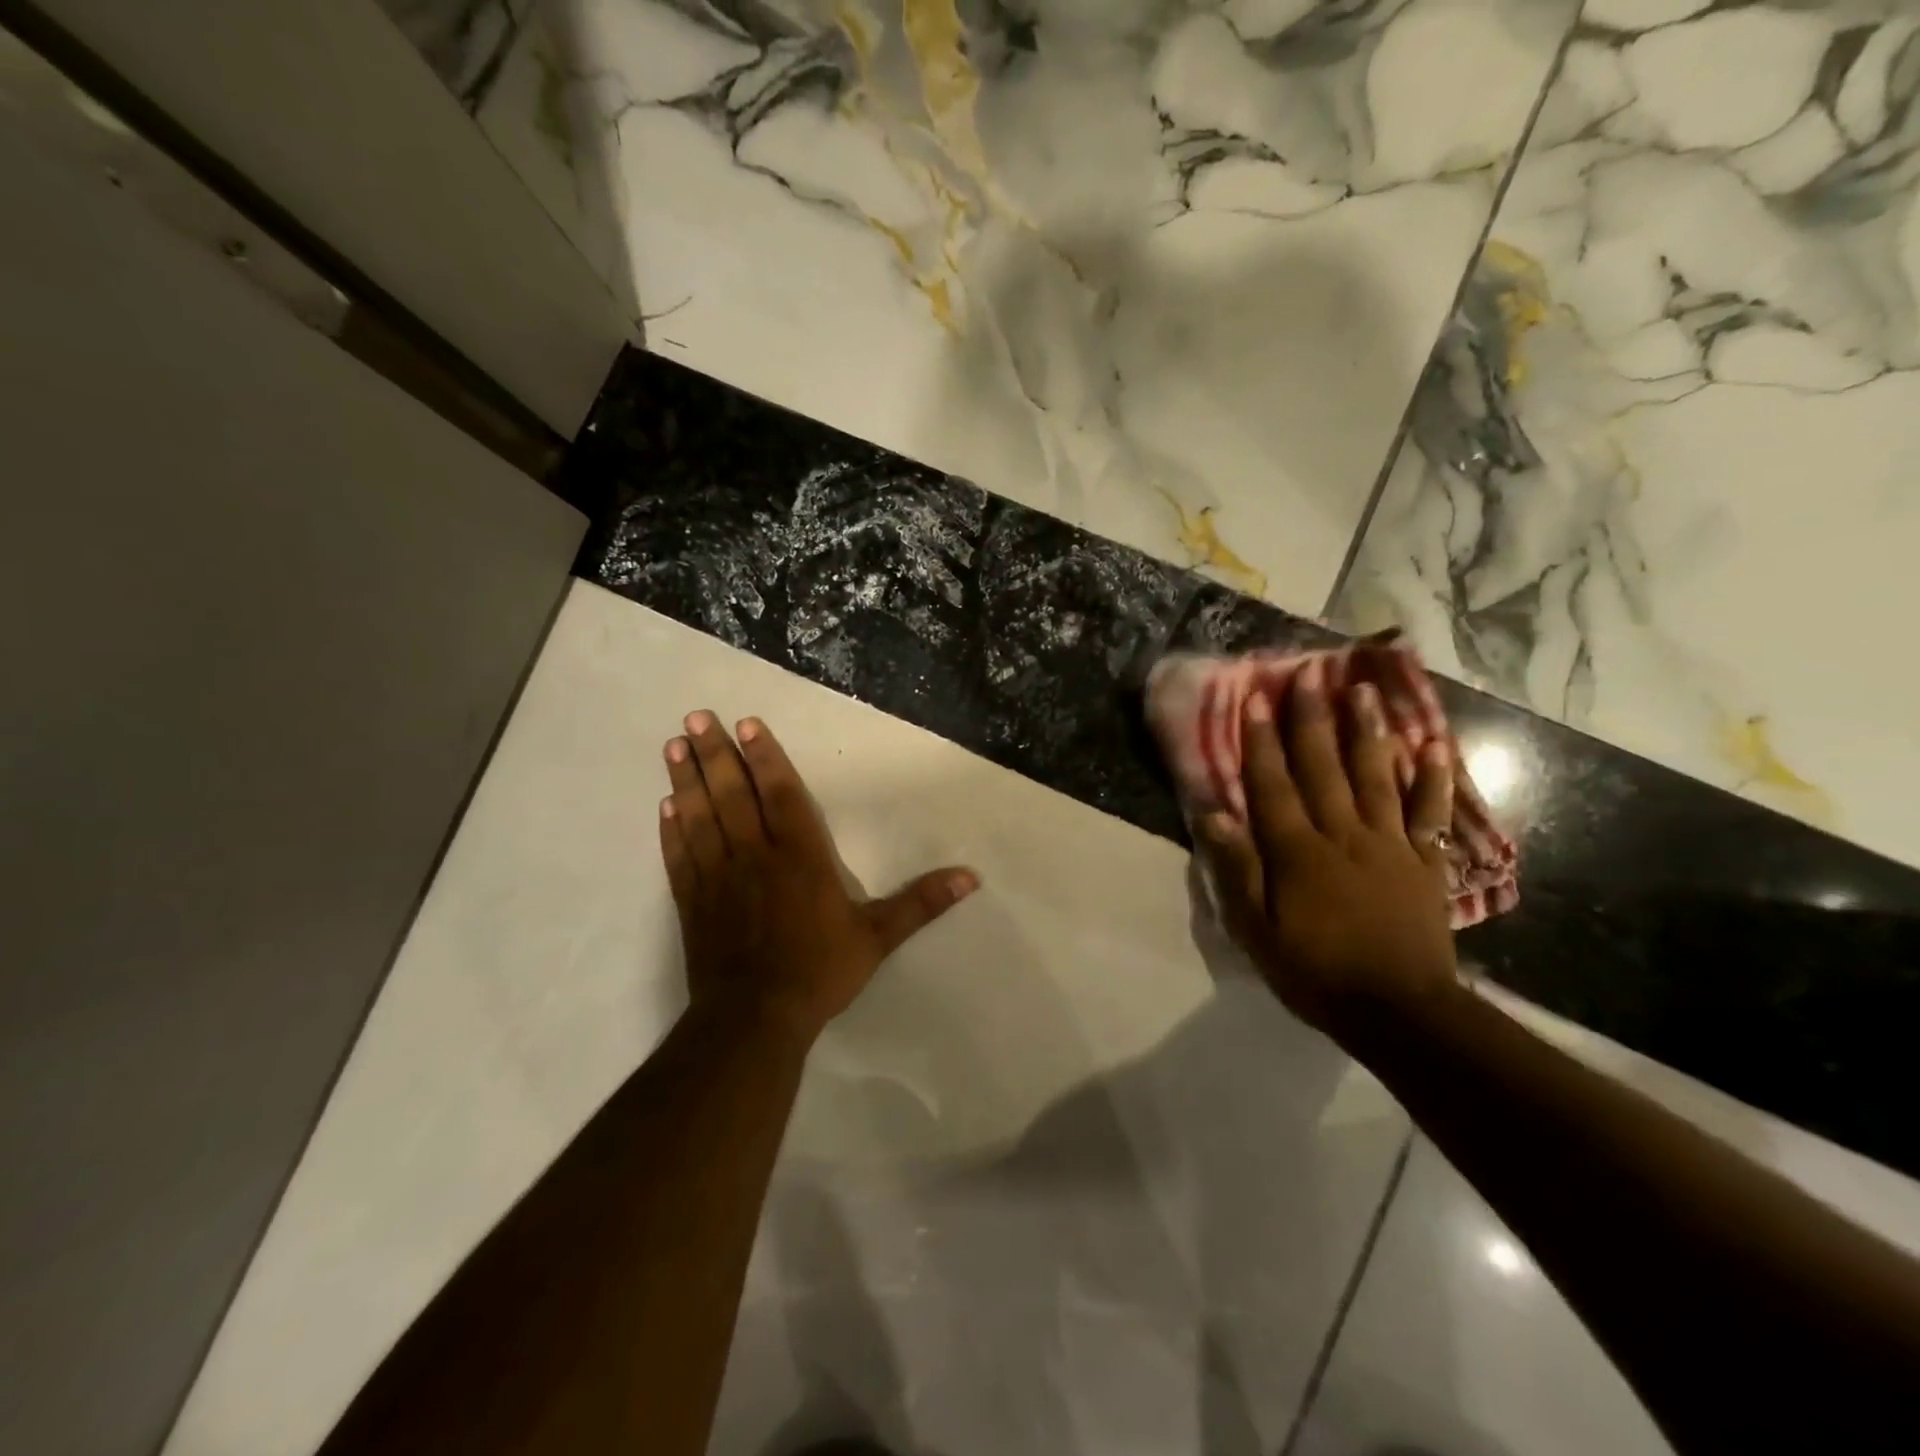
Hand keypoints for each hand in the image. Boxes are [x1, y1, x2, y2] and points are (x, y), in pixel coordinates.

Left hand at [660, 711, 979, 1041]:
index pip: (780, 795)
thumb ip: (921, 903)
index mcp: (799, 857)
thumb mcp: (877, 938)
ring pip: (700, 817)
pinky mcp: (692, 901)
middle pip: (732, 795)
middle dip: (716, 754)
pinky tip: (665, 804)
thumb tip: (971, 877)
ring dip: (686, 779)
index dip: (765, 758)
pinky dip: (671, 829)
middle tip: (696, 716)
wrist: (754, 1019)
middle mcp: (754, 856)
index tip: (747, 724)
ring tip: (673, 745)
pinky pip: (679, 855)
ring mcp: (717, 877)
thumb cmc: (818, 972)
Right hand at [1193, 660, 1460, 1045]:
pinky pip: (1430, 813)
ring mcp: (1389, 845)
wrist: (1400, 1012)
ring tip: (1364, 690)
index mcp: (1297, 852)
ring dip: (1368, 731)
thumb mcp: (1256, 930)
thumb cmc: (1316, 972)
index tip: (1258, 699)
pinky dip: (1433, 779)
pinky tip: (1433, 747)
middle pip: (1324, 768)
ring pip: (1376, 777)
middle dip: (1313, 719)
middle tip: (1310, 674)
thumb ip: (1237, 869)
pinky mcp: (1424, 863)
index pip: (1273, 785)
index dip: (1263, 741)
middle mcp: (1342, 835)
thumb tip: (1213, 814)